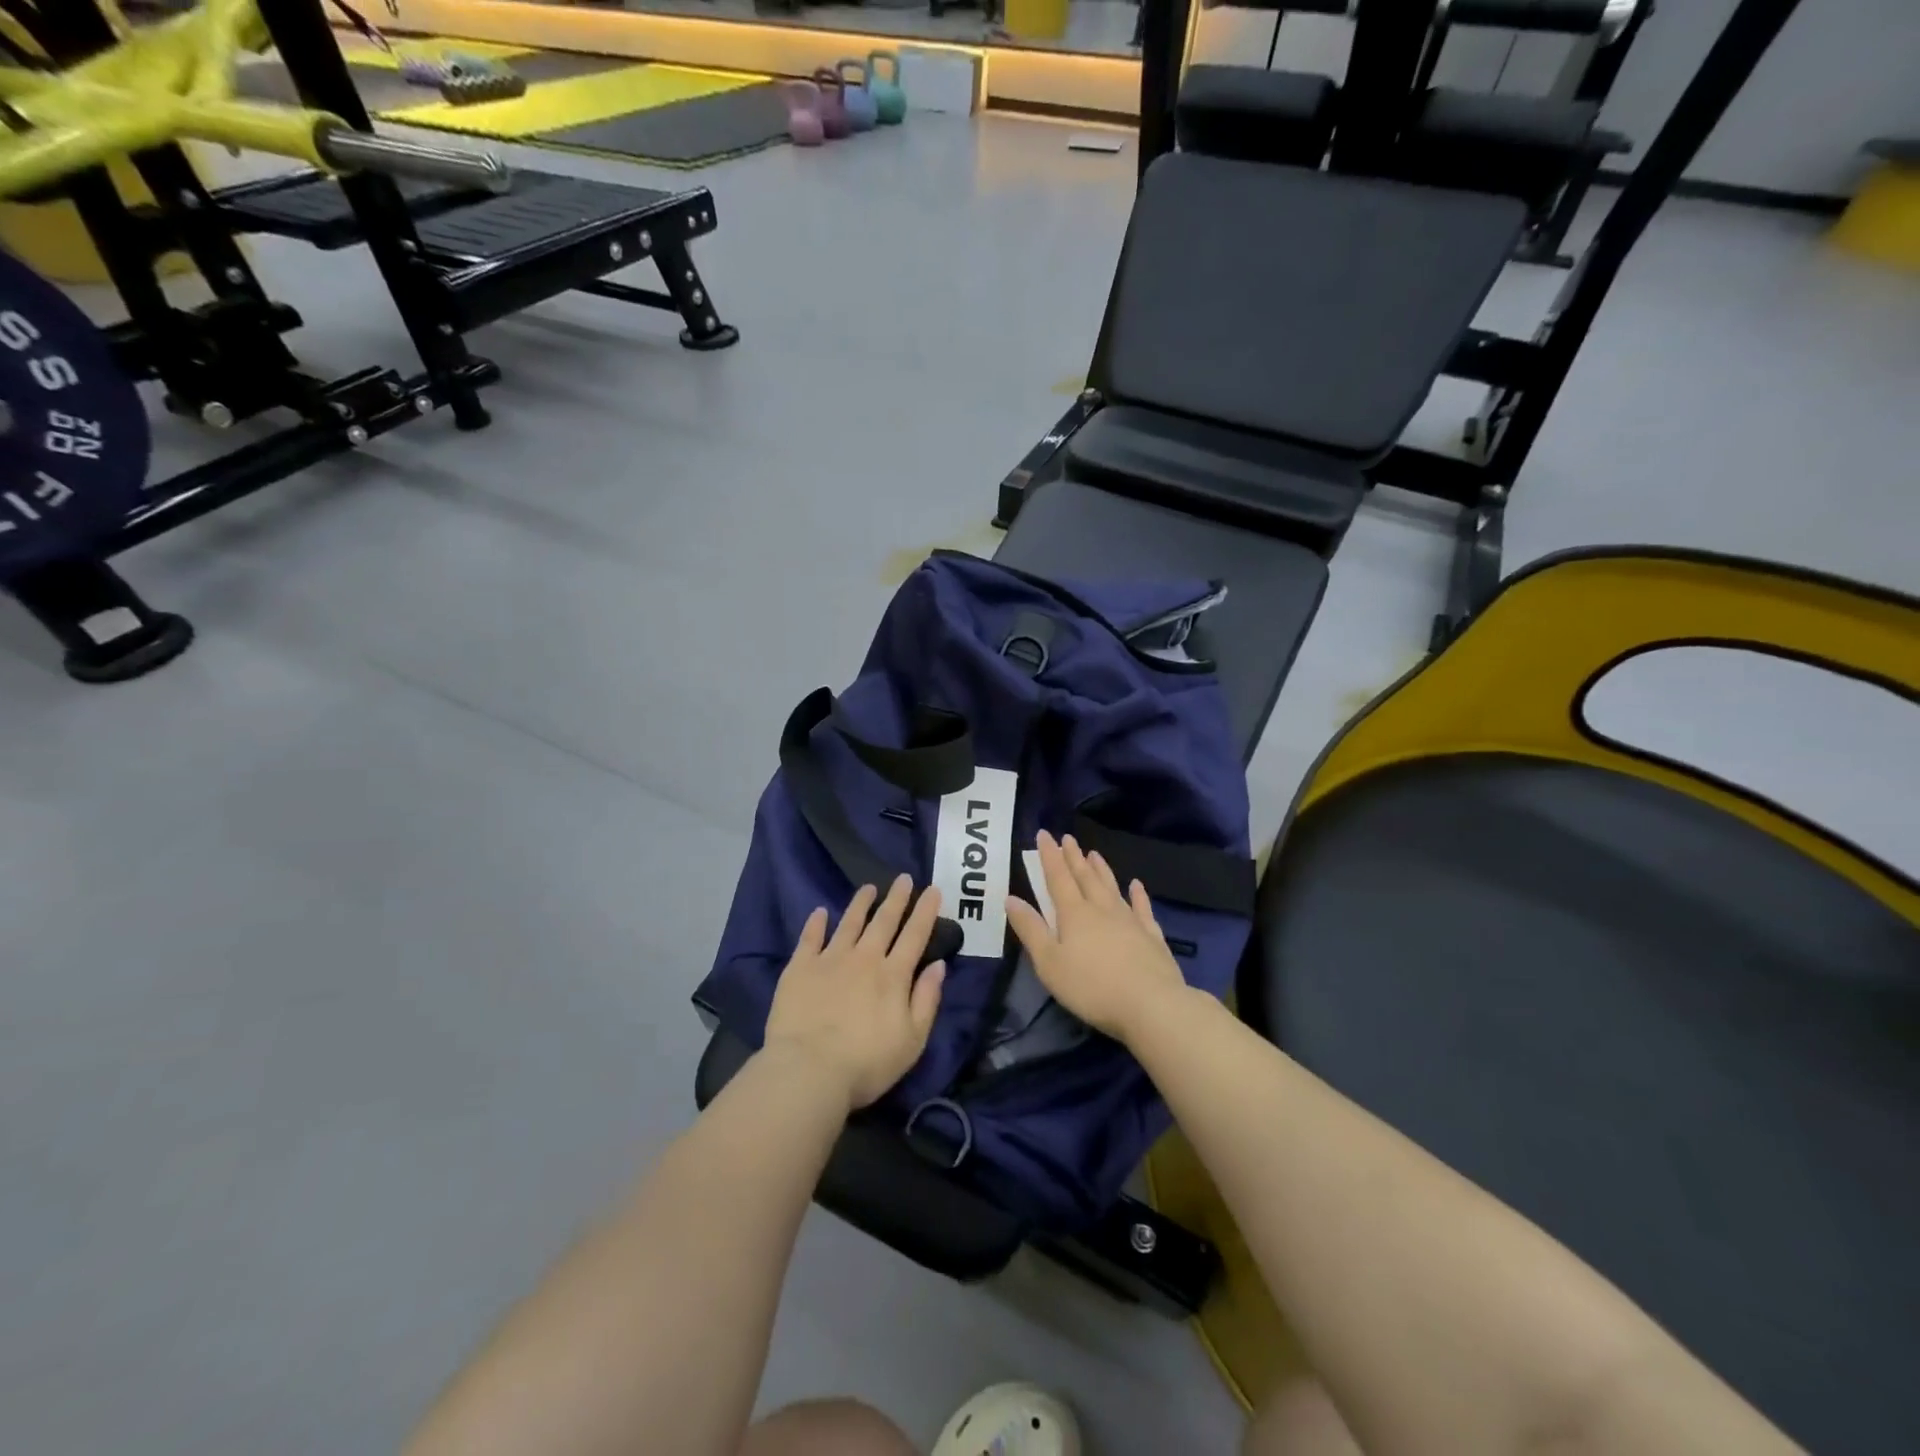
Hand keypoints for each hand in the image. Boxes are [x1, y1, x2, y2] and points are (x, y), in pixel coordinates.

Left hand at [764, 876, 947, 1111]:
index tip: (933, 889)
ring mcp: (830, 960)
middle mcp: (864, 959)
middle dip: (897, 898)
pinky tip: (820, 912)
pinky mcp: (800, 968)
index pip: (915, 936)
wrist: (809, 1071)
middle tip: (904, 878)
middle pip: (884, 922)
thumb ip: (927, 1000)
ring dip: (861, 904)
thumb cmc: (867, 1063)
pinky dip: (815, 923)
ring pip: (849, 923)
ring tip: (868, 887)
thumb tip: (939, 965)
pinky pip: (809, 938)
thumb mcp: (912, 1040)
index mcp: (893, 976)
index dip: (925, 911)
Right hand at [1006, 830, 1187, 1043]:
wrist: (1152, 1004)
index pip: (1058, 878)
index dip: (1050, 856)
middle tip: (1068, 837)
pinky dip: (1138, 895)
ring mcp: (1130, 921)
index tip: (1044, 834)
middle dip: (1074, 857)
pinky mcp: (1152, 936)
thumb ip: (1030, 930)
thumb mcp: (1049, 963)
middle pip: (1085, 877)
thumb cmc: (1091, 987)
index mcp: (1074, 914)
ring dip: (1101, 869)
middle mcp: (1102, 909)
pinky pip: (1143, 908)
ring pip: (1112, 887)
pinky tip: (1136, 885)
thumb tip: (1011, 898)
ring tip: (1094, 853)